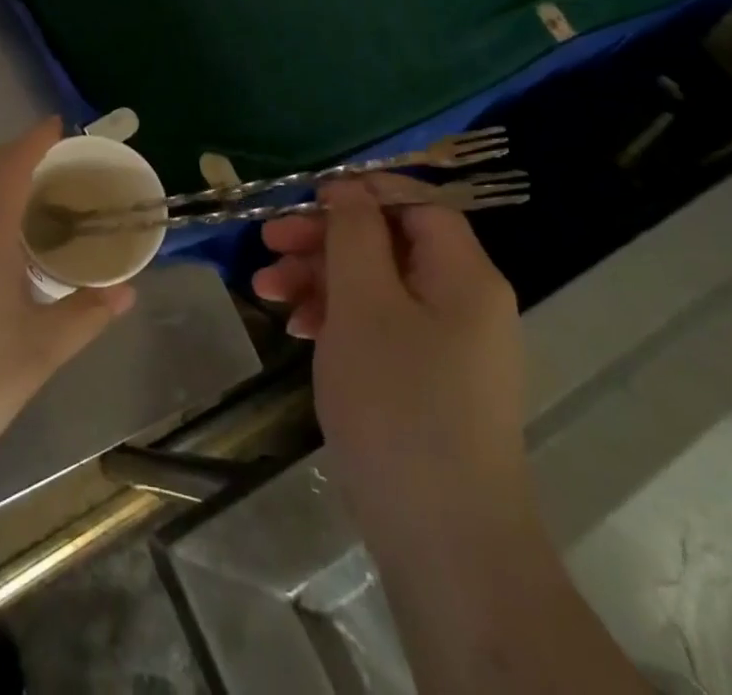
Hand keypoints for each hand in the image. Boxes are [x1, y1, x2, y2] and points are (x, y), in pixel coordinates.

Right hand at [252, 174, 528, 522]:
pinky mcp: (429, 384)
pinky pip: (381, 329)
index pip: (414, 205)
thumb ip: (355, 233)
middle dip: (325, 240)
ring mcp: (448, 347)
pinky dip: (339, 320)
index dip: (360, 195)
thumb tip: (348, 188)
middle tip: (268, 244)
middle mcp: (465, 303)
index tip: (304, 202)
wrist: (444, 542)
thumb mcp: (365, 302)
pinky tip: (299, 331)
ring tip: (266, 292)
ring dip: (321, 280)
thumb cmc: (399, 403)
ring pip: (378, 287)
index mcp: (465, 275)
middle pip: (389, 244)